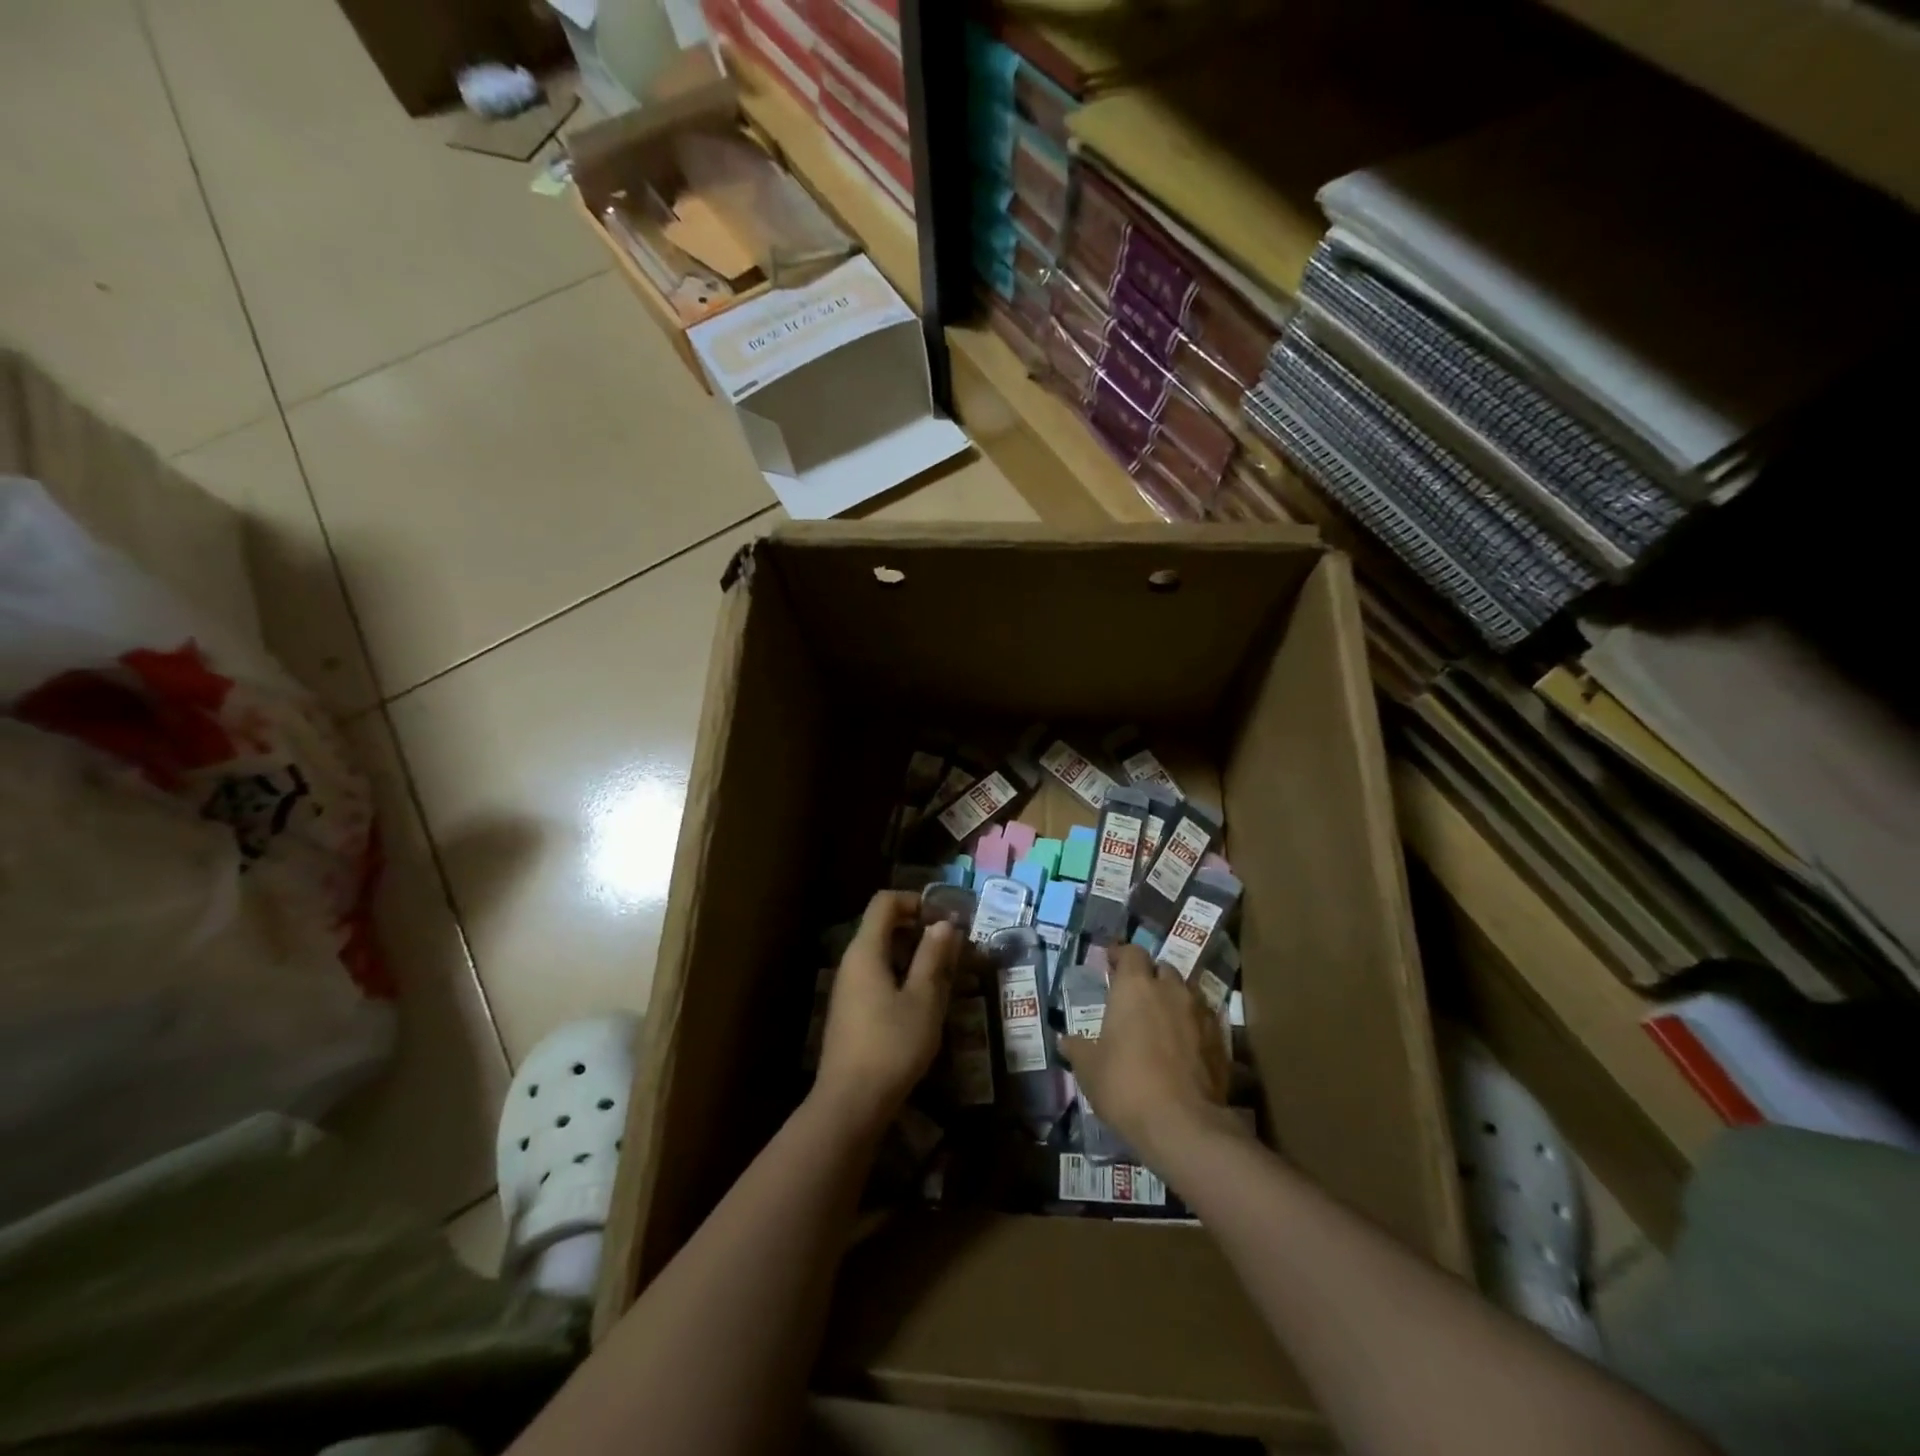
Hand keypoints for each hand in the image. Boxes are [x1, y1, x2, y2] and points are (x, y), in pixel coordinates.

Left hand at [813, 890, 956, 1135]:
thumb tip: (944, 923)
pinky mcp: (852, 1012)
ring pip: (883, 954)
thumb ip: (934, 957)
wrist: (850, 1103)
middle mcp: (852, 962)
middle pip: (884, 926)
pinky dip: (903, 976)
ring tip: (947, 974)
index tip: (946, 918)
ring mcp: (849, 988)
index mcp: (866, 951)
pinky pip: (878, 977)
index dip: (915, 900)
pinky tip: (925, 1001)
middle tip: (954, 947)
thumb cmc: (892, 1045)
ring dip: (915, 955)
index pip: (885, 902)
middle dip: (920, 929)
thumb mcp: (924, 999)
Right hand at [1062, 944, 1241, 1168]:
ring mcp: (1200, 1012)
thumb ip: (1078, 1048)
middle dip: (1149, 977)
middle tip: (1135, 997)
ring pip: (1185, 992)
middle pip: (1162, 969)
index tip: (1110, 964)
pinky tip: (1183, 1046)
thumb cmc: (1125, 1085)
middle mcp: (1170, 989)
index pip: (1131, 952)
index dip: (1121, 956)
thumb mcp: (1089, 1069)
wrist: (1183, 1124)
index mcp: (1134, 986)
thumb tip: (1066, 1041)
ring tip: (1160, 1020)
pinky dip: (1191, 1025)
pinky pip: (1203, 1020)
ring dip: (1173, 999)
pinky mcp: (1220, 1040)